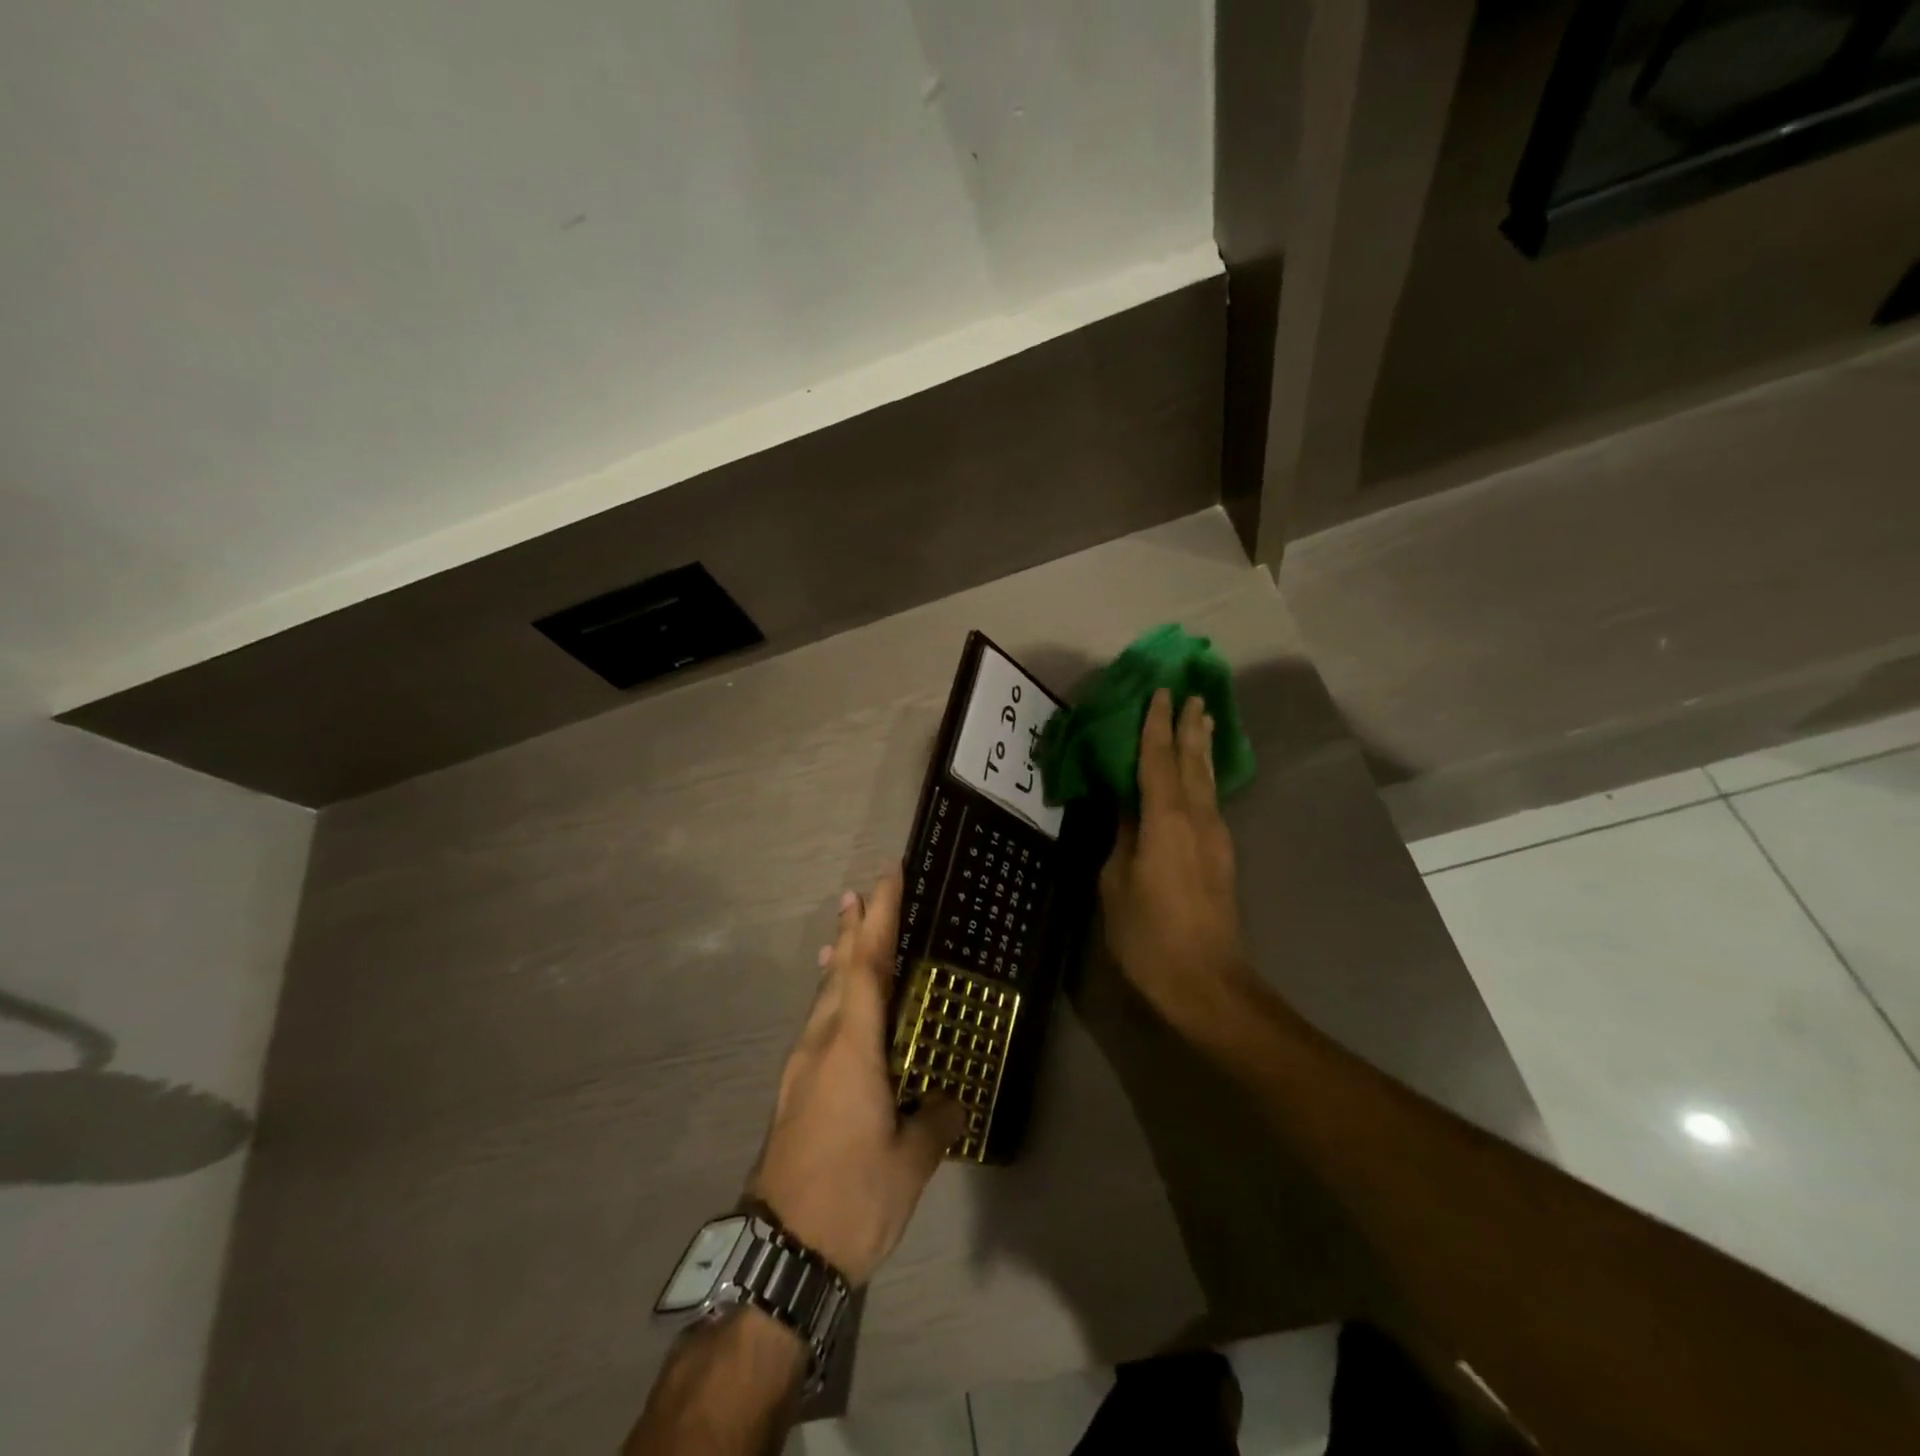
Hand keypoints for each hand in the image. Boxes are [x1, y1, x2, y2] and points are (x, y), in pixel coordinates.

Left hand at [749, 871, 965, 1285]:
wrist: (779, 1252)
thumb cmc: (850, 1197)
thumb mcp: (909, 1163)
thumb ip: (934, 1120)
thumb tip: (952, 1100)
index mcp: (851, 1048)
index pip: (866, 966)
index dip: (876, 919)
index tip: (885, 878)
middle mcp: (821, 1044)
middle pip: (838, 972)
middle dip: (851, 929)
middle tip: (860, 891)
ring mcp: (801, 1067)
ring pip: (823, 996)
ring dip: (837, 960)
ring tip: (845, 932)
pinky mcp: (794, 1090)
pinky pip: (817, 1023)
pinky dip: (831, 996)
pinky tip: (837, 1005)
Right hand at [1099, 690, 1251, 1035]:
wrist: (1206, 982)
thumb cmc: (1148, 935)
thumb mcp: (1116, 884)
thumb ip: (1122, 838)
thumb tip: (1127, 808)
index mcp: (1166, 820)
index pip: (1158, 760)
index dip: (1157, 725)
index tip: (1162, 692)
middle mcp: (1197, 819)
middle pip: (1193, 762)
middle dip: (1191, 727)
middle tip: (1193, 694)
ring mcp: (1216, 837)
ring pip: (1208, 780)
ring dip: (1202, 748)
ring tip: (1204, 720)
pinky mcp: (1222, 856)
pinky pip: (1210, 801)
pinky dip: (1203, 777)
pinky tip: (1199, 776)